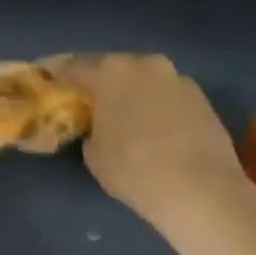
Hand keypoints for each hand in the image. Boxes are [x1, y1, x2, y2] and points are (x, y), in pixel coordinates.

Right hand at [53, 53, 255, 248]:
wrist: (201, 189)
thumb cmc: (134, 169)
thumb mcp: (93, 154)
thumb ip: (90, 131)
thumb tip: (100, 127)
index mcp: (110, 71)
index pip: (74, 67)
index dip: (60, 77)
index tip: (52, 86)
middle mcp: (145, 64)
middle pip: (114, 69)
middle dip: (102, 84)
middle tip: (91, 103)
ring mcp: (178, 79)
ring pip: (146, 81)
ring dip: (134, 94)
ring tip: (128, 118)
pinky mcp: (203, 99)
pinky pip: (169, 98)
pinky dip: (159, 108)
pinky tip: (157, 131)